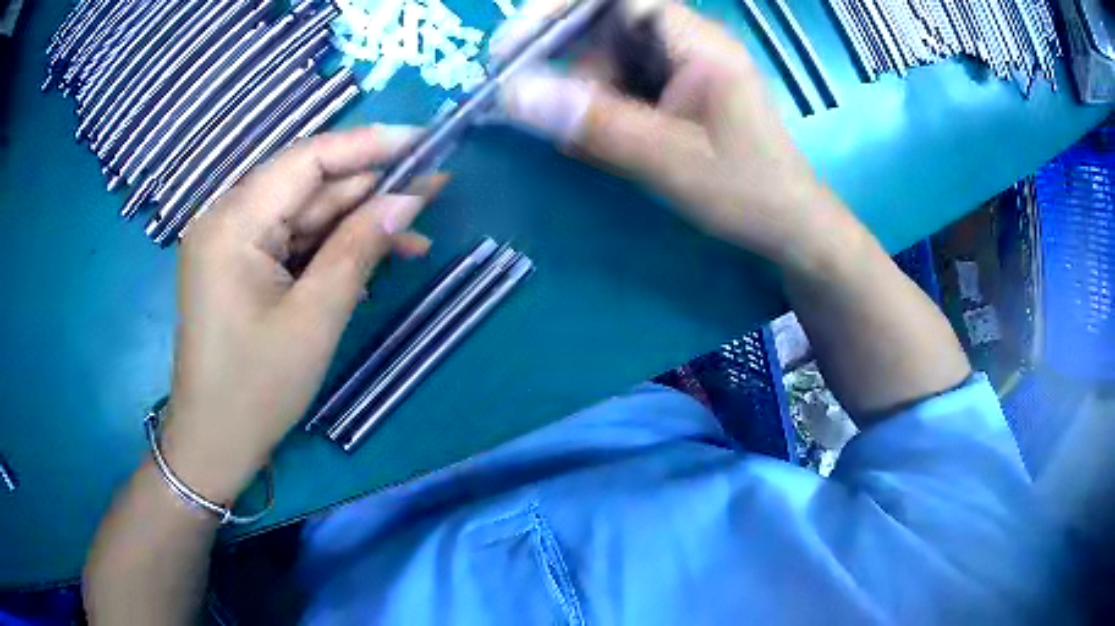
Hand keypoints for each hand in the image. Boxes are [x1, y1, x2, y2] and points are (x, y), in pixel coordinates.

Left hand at [160, 126, 442, 502]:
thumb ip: (359, 248)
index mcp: (232, 223)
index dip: (368, 145)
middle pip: (306, 184)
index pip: (306, 159)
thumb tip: (408, 199)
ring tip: (415, 234)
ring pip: (303, 215)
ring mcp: (231, 244)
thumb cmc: (257, 389)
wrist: (214, 444)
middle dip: (369, 188)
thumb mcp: (315, 318)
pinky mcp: (239, 267)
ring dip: (356, 223)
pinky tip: (372, 261)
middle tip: (432, 190)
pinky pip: (291, 243)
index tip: (423, 141)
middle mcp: (226, 219)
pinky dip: (330, 250)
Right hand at [498, 1, 852, 271]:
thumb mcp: (671, 160)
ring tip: (576, 140)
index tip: (515, 44)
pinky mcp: (675, 90)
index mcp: (699, 43)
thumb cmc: (748, 191)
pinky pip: (622, 84)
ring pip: (608, 59)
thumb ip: (597, 124)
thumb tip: (514, 94)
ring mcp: (681, 66)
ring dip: (582, 94)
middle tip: (537, 108)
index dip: (561, 9)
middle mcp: (687, 42)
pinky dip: (599, 109)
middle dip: (567, 65)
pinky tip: (598, 142)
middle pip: (605, 27)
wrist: (789, 225)